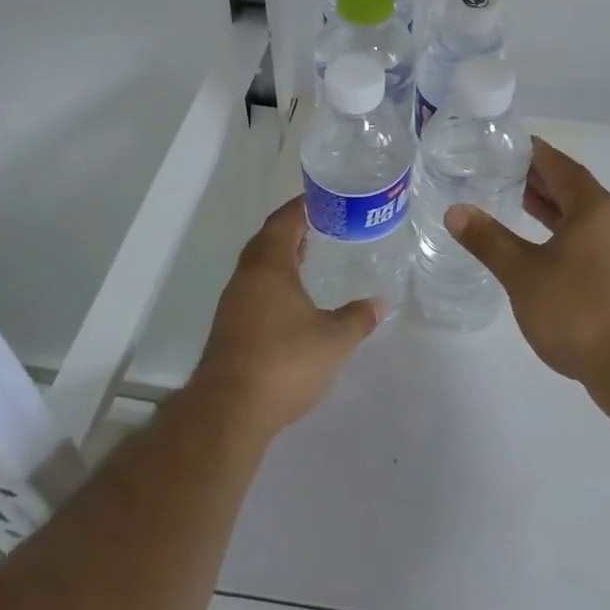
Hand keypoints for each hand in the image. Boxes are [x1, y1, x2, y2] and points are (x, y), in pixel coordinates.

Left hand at [193, 196, 380, 436]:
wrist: (230, 409)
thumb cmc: (285, 361)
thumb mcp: (333, 340)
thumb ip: (358, 318)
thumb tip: (381, 303)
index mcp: (269, 266)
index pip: (284, 222)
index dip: (302, 207)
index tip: (322, 199)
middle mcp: (246, 277)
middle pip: (267, 241)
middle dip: (291, 229)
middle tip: (321, 225)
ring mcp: (233, 303)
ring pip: (257, 267)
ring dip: (281, 257)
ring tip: (309, 256)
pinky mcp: (229, 328)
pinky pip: (253, 289)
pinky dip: (273, 282)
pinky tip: (291, 299)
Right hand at [445, 138, 609, 385]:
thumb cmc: (579, 310)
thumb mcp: (523, 273)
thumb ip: (489, 240)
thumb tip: (455, 211)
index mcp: (593, 207)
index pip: (559, 165)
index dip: (532, 153)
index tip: (503, 145)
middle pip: (572, 189)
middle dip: (538, 179)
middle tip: (500, 171)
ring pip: (581, 217)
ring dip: (550, 208)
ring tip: (515, 203)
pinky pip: (587, 241)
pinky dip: (561, 234)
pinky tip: (541, 251)